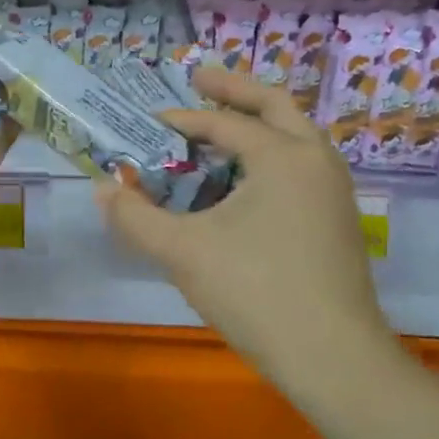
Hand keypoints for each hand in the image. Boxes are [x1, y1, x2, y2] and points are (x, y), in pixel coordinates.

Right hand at [98, 69, 400, 388]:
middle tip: (198, 78)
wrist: (333, 359)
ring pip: (294, 136)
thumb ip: (135, 217)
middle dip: (234, 89)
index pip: (223, 122)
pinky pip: (299, 166)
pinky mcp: (336, 220)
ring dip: (255, 123)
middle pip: (275, 105)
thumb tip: (102, 188)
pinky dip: (268, 156)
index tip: (146, 124)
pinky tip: (241, 182)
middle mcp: (316, 161)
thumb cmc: (256, 292)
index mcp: (283, 156)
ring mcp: (333, 191)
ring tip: (217, 129)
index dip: (179, 120)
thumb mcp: (182, 251)